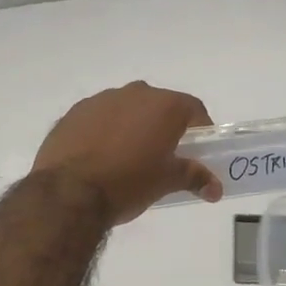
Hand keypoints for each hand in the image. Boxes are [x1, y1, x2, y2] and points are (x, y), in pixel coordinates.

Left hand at [33, 82, 221, 223]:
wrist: (68, 192)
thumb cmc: (128, 183)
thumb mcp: (166, 182)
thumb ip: (194, 177)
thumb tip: (216, 189)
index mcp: (163, 105)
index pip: (193, 109)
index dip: (200, 128)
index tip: (199, 149)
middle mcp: (134, 93)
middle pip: (159, 105)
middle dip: (164, 126)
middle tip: (164, 155)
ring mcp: (101, 99)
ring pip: (127, 108)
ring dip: (133, 126)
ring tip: (128, 157)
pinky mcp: (74, 112)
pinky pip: (99, 117)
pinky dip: (105, 130)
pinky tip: (99, 156)